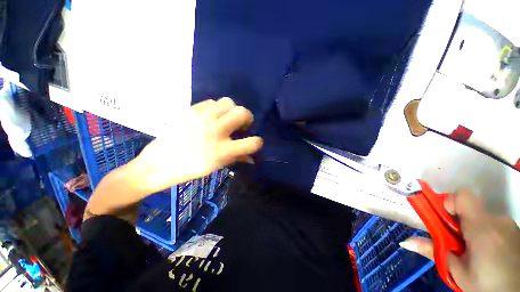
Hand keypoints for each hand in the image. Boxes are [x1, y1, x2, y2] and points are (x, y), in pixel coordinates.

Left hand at [131, 97, 262, 194]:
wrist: (160, 163)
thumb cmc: (192, 168)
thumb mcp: (218, 165)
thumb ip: (237, 158)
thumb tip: (251, 157)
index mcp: (223, 150)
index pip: (252, 142)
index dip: (257, 142)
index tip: (253, 141)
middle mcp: (215, 131)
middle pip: (242, 112)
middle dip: (247, 118)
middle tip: (241, 125)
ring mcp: (202, 118)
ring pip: (228, 102)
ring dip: (231, 110)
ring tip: (225, 119)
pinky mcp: (191, 110)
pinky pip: (211, 102)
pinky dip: (216, 108)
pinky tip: (211, 117)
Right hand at [400, 189, 519, 291]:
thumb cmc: (486, 286)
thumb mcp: (458, 272)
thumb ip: (434, 251)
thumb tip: (406, 241)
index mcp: (482, 228)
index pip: (462, 195)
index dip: (450, 202)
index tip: (446, 219)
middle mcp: (497, 220)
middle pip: (471, 209)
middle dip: (459, 222)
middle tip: (457, 243)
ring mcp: (509, 225)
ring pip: (483, 218)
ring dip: (474, 230)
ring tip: (475, 253)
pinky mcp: (515, 231)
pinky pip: (494, 224)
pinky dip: (486, 234)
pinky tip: (490, 254)